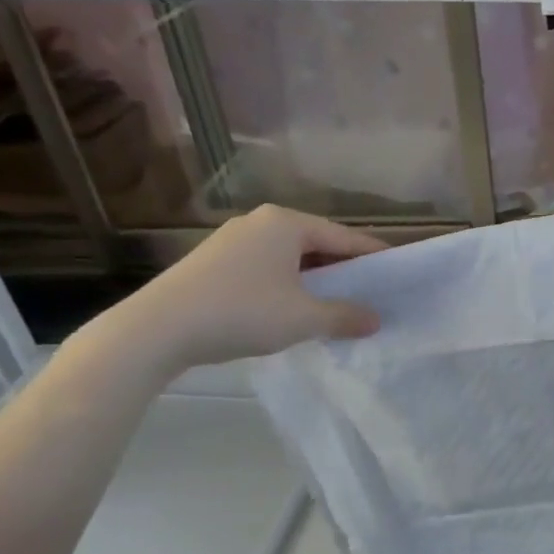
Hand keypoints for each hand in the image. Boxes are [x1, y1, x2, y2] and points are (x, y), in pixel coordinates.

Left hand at [100, 205, 385, 377]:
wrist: (156, 330)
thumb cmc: (242, 313)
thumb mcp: (304, 318)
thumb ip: (346, 316)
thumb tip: (375, 319)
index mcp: (287, 223)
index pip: (344, 238)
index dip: (373, 258)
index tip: (396, 273)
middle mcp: (259, 222)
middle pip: (316, 244)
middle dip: (343, 270)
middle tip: (369, 293)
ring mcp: (231, 240)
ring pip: (289, 257)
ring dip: (314, 280)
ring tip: (334, 305)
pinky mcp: (211, 262)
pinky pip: (265, 268)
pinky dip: (286, 284)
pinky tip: (290, 309)